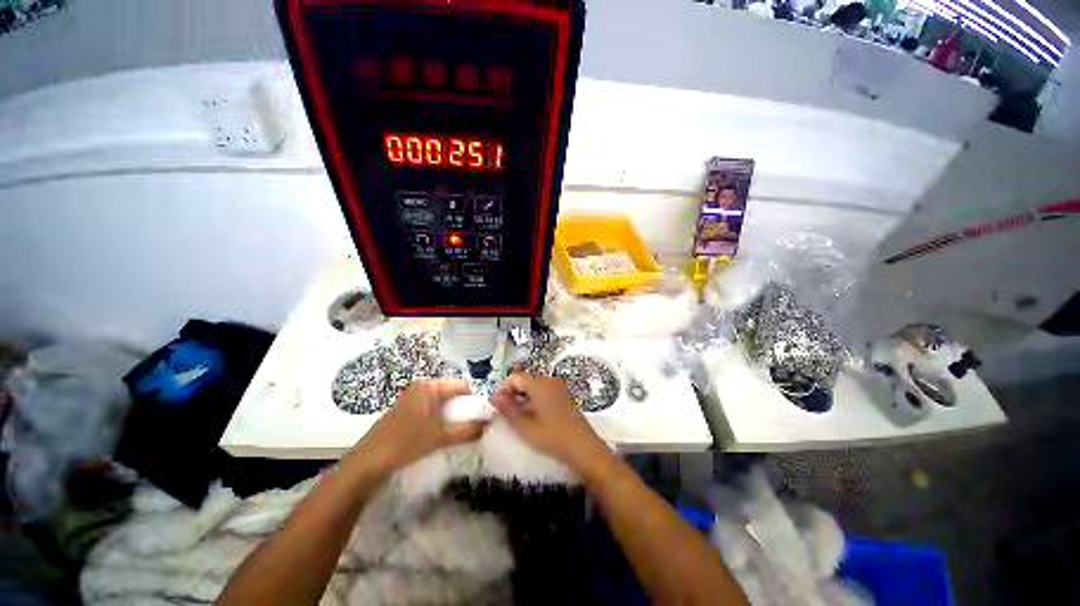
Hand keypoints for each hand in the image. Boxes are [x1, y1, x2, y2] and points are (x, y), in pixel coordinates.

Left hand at [350, 379, 486, 475]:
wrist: (366, 464)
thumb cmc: (404, 444)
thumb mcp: (440, 437)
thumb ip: (466, 431)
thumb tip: (488, 426)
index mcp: (430, 387)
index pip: (461, 386)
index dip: (473, 401)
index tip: (481, 418)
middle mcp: (421, 388)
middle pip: (452, 395)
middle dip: (463, 410)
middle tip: (470, 428)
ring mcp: (412, 400)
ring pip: (441, 405)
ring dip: (452, 417)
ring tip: (456, 434)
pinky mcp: (405, 413)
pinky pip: (430, 412)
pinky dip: (439, 422)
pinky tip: (439, 437)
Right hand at [491, 374, 610, 478]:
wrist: (583, 447)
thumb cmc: (551, 436)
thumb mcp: (525, 426)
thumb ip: (507, 409)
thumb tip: (494, 397)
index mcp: (539, 383)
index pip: (515, 377)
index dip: (504, 389)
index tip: (498, 406)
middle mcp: (549, 380)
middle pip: (525, 380)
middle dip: (513, 393)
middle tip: (506, 413)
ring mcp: (559, 387)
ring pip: (534, 386)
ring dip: (524, 397)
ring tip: (519, 417)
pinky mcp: (564, 395)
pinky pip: (545, 391)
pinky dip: (535, 400)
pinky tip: (534, 416)